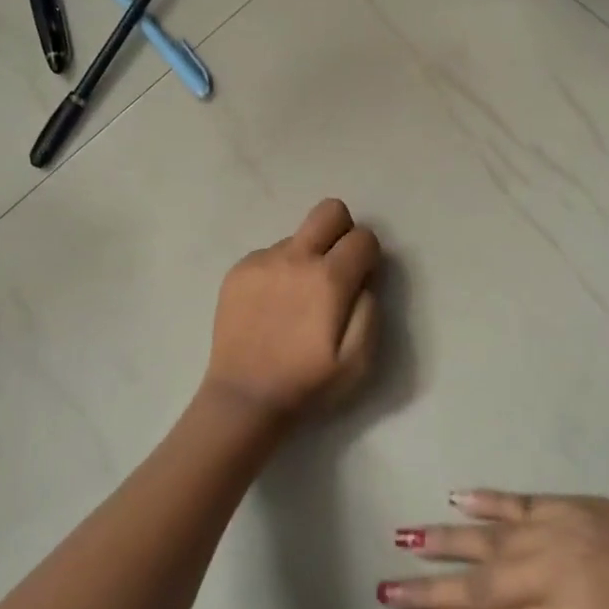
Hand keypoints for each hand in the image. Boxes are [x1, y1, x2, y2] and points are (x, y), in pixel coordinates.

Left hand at [202, 199, 381, 421]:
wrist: (244, 397)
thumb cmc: (308, 383)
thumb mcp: (360, 360)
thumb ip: (370, 309)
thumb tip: (364, 279)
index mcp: (329, 279)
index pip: (363, 237)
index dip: (369, 257)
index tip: (360, 280)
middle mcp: (295, 258)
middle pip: (329, 210)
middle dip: (342, 231)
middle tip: (336, 268)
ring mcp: (262, 260)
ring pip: (298, 237)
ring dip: (307, 257)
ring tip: (296, 300)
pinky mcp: (238, 270)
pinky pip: (270, 254)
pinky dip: (279, 270)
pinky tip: (272, 305)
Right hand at [378, 492, 608, 608]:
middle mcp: (550, 575)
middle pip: (477, 585)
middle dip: (428, 588)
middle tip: (385, 588)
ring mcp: (558, 532)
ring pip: (487, 538)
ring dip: (443, 540)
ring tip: (404, 539)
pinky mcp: (572, 505)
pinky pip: (517, 501)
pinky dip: (484, 501)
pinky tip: (456, 498)